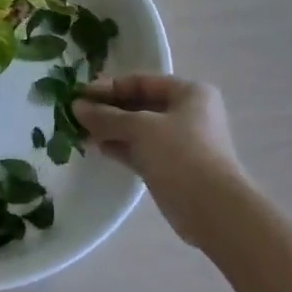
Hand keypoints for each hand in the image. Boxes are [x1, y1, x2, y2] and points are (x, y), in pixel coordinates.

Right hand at [74, 75, 247, 246]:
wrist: (214, 210)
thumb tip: (76, 107)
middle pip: (141, 105)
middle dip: (109, 109)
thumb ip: (107, 116)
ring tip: (81, 132)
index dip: (110, 87)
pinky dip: (122, 147)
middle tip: (77, 114)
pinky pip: (142, 150)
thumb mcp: (141, 128)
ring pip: (140, 130)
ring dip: (112, 129)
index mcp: (190, 92)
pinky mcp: (174, 168)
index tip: (80, 94)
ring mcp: (182, 142)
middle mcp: (189, 113)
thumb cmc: (181, 154)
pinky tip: (98, 148)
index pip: (143, 81)